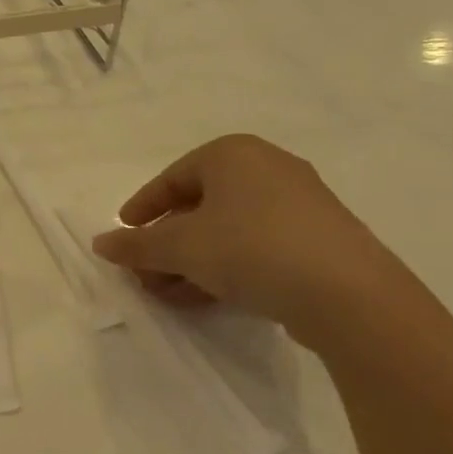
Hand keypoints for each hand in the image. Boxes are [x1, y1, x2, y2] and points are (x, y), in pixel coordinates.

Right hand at [91, 134, 427, 351]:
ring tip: (168, 294)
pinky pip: (258, 248)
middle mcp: (268, 169)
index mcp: (232, 154)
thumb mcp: (179, 247)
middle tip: (144, 273)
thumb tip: (100, 244)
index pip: (172, 178)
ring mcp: (300, 206)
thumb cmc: (251, 249)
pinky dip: (226, 269)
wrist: (352, 298)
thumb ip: (135, 245)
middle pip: (199, 207)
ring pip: (227, 231)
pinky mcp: (321, 242)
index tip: (124, 235)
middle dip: (166, 244)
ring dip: (191, 262)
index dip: (142, 208)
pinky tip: (206, 299)